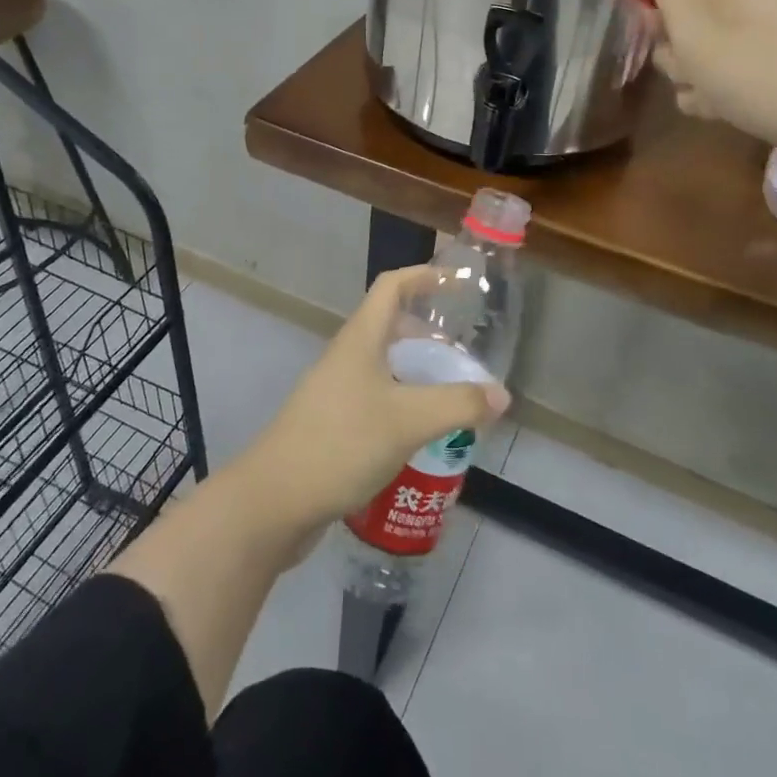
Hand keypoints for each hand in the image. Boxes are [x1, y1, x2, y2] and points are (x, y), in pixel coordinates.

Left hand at [232, 266, 510, 538]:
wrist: (274, 501)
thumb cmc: (341, 443)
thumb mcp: (408, 421)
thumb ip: (459, 404)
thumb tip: (501, 394)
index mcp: (360, 339)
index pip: (392, 286)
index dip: (425, 276)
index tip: (459, 283)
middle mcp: (347, 357)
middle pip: (392, 327)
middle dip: (430, 335)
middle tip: (464, 358)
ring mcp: (336, 391)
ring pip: (385, 367)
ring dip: (418, 374)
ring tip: (452, 398)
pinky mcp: (333, 424)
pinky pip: (377, 399)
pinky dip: (404, 404)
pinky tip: (422, 435)